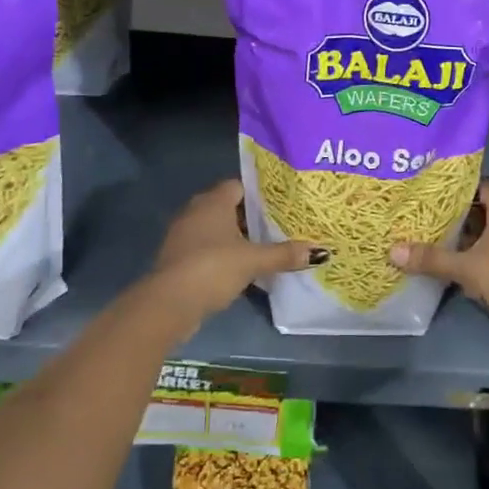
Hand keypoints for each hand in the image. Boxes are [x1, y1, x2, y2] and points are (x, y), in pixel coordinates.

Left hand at [144, 180, 316, 326]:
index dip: (259, 194)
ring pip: (215, 229)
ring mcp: (183, 235)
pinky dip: (221, 255)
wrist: (169, 302)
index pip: (239, 186)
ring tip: (262, 249)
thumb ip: (284, 254)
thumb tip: (319, 251)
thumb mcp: (254, 261)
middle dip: (250, 218)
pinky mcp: (178, 258)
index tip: (280, 205)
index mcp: (213, 201)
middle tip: (277, 227)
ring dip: (234, 238)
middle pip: (227, 207)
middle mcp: (195, 211)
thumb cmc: (213, 268)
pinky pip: (205, 248)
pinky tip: (239, 269)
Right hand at [390, 180, 488, 362]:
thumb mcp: (466, 267)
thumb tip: (393, 249)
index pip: (484, 185)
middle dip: (453, 211)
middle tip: (422, 209)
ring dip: (459, 237)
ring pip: (481, 236)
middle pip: (480, 210)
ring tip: (426, 233)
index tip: (434, 184)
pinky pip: (485, 257)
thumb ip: (431, 258)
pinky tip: (445, 263)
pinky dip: (467, 257)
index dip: (461, 182)